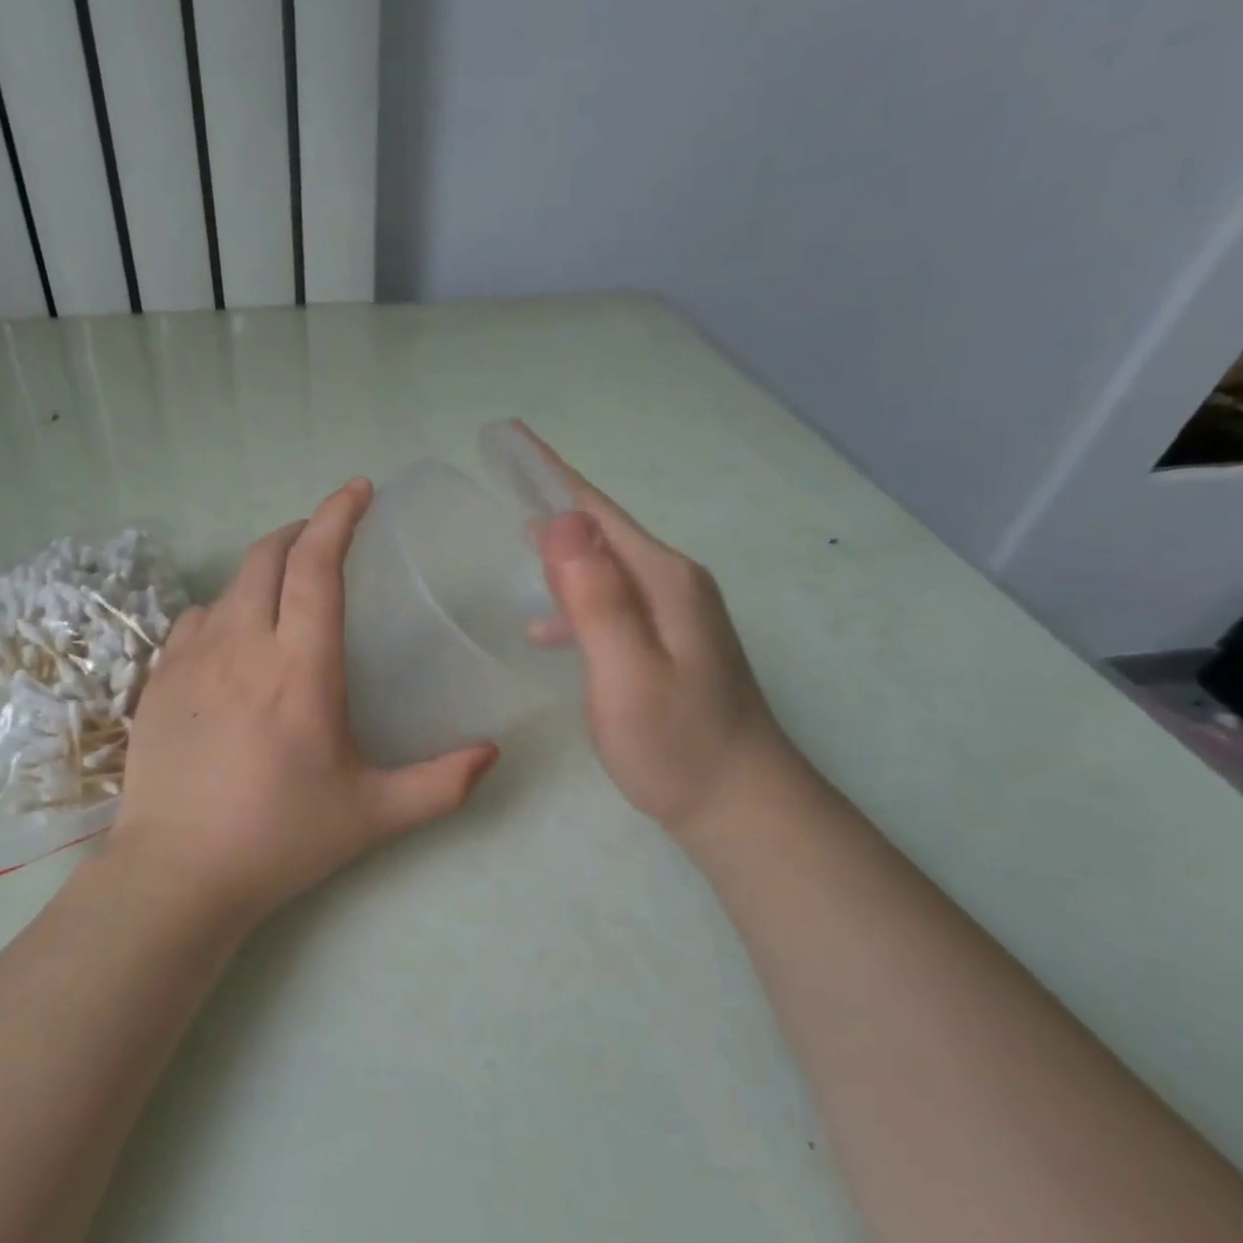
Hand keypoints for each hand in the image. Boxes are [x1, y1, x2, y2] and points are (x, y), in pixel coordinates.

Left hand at [109, 480, 499, 924]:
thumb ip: (441, 784)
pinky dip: (223, 610)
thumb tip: (493, 755)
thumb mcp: (372, 814)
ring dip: (262, 572)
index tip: (359, 490)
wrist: (177, 874)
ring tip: (285, 590)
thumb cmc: (280, 838)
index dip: (338, 516)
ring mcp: (191, 660)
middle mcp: (242, 646)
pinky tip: (234, 639)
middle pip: (267, 556)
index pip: (317, 565)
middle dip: (300, 531)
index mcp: (299, 667)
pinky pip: (193, 621)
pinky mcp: (158, 681)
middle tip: (327, 536)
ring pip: (228, 587)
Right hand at [520, 427, 789, 838]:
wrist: (741, 806)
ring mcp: (676, 616)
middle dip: (552, 503)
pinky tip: (547, 627)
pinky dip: (576, 599)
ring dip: (562, 552)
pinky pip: (612, 603)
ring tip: (512, 546)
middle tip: (501, 480)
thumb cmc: (676, 744)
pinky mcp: (670, 644)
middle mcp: (674, 585)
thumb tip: (560, 521)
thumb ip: (596, 598)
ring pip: (606, 568)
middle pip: (603, 531)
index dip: (549, 473)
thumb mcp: (627, 673)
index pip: (596, 511)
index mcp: (663, 580)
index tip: (508, 436)